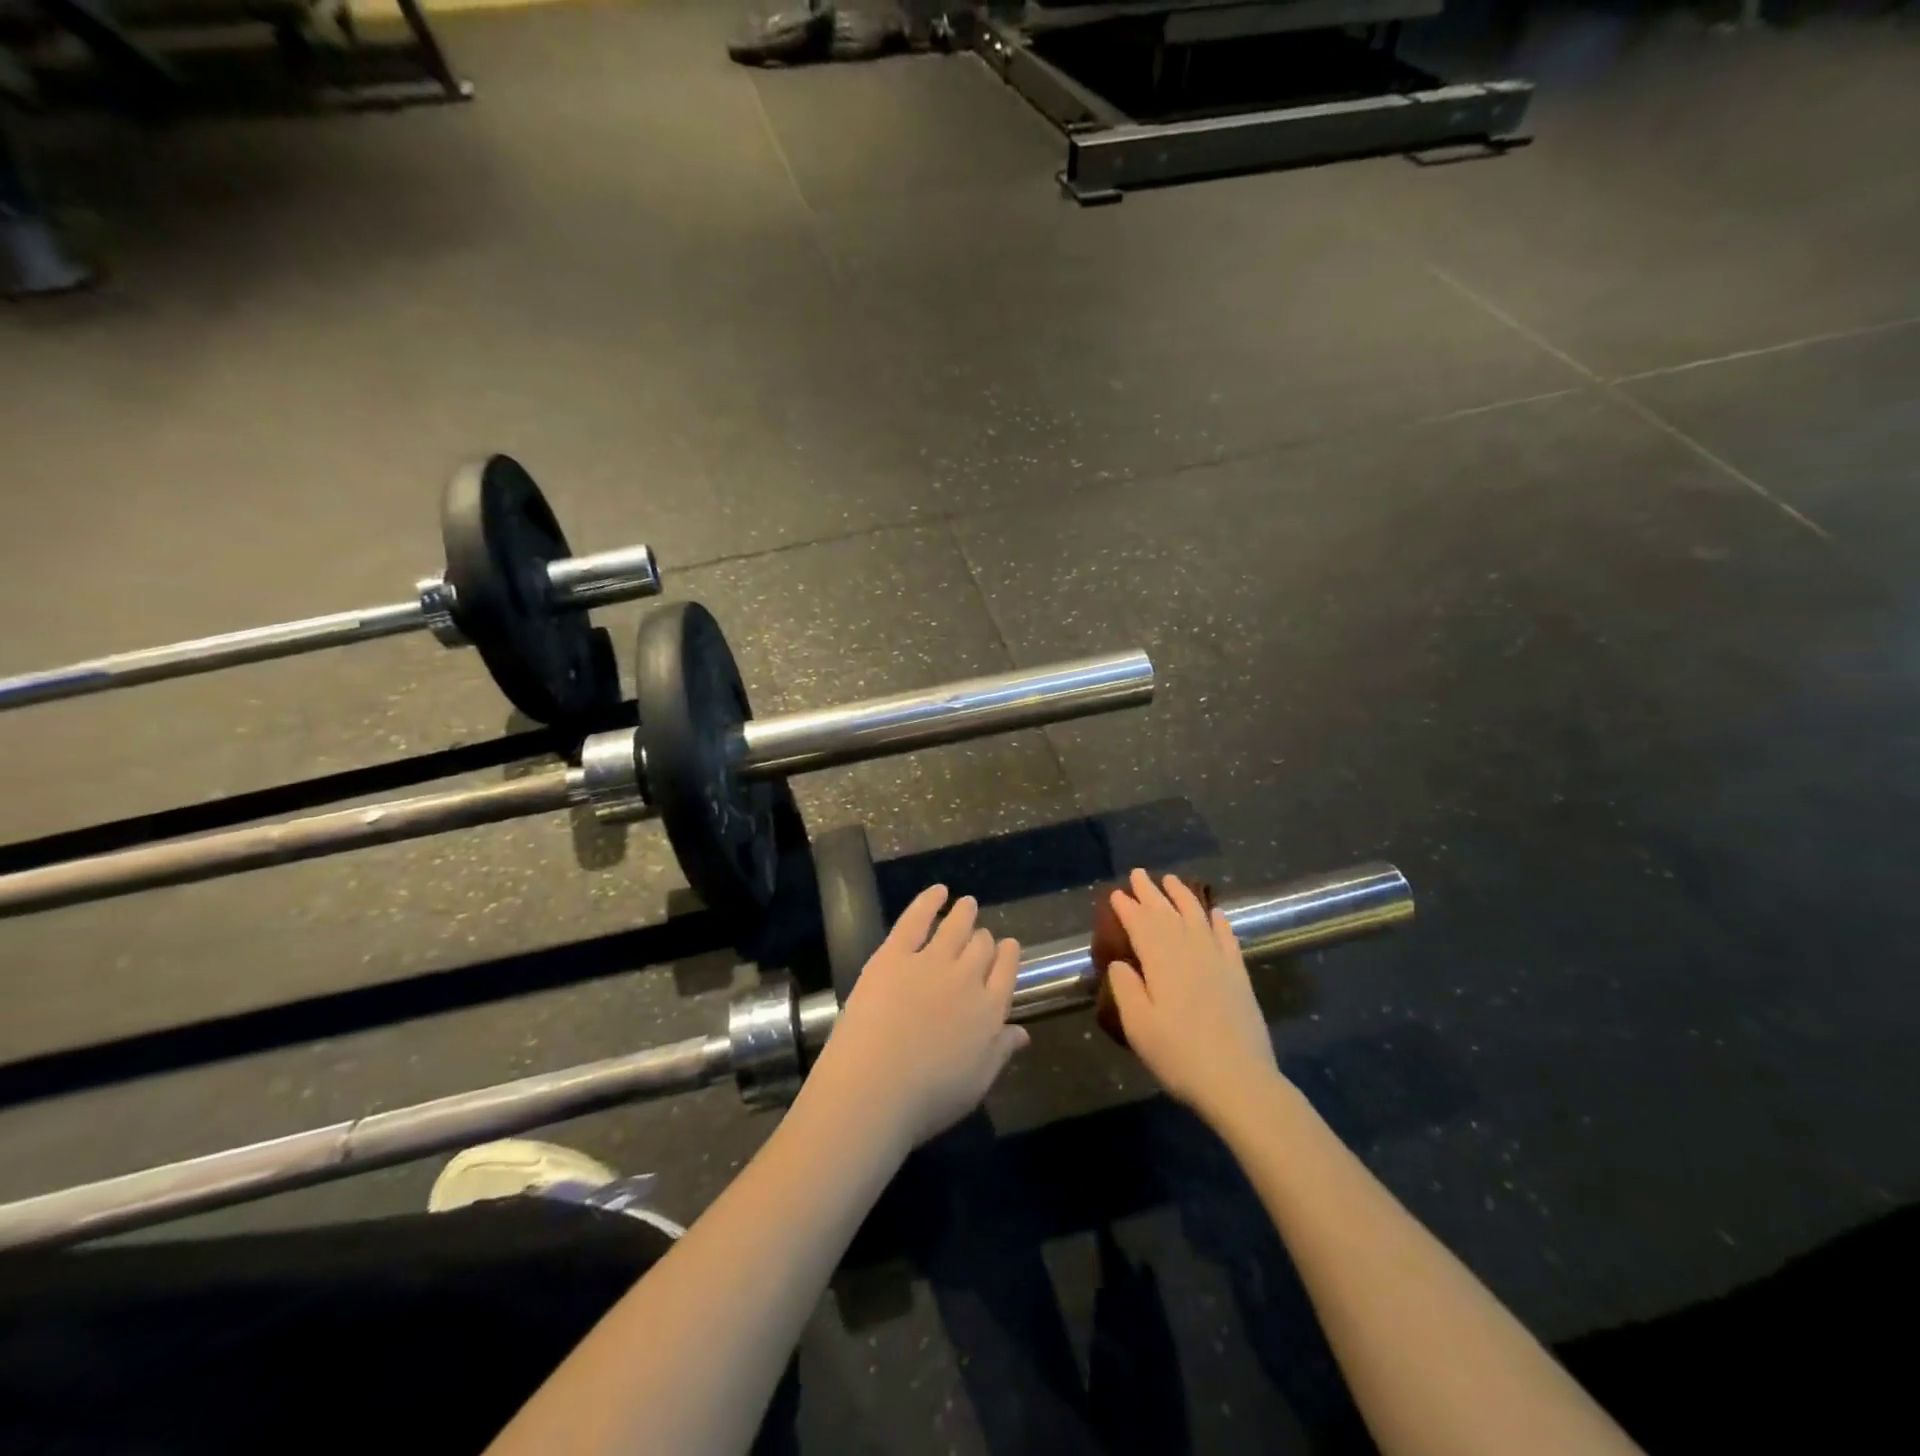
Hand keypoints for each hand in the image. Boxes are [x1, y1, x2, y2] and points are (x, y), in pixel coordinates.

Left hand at [804, 886, 1027, 1154]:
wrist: (873, 1089)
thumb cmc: (927, 1100)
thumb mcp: (976, 1084)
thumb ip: (1000, 1052)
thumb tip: (1022, 1032)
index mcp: (991, 1010)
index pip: (1007, 970)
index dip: (1008, 955)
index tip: (1006, 947)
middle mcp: (967, 977)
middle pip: (982, 945)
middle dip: (983, 939)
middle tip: (978, 936)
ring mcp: (931, 961)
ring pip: (956, 925)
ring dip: (965, 912)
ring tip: (966, 903)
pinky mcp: (894, 954)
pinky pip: (917, 917)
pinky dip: (930, 900)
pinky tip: (938, 891)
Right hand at [1103, 869, 1281, 1123]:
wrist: (1239, 1080)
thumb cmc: (1179, 1055)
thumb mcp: (1138, 1026)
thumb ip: (1126, 988)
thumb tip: (1120, 962)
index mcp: (1161, 961)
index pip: (1140, 924)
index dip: (1127, 907)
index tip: (1116, 893)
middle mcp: (1189, 951)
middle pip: (1167, 914)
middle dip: (1150, 892)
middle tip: (1138, 874)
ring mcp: (1218, 961)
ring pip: (1197, 917)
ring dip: (1182, 896)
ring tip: (1171, 880)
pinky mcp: (1238, 975)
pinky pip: (1227, 938)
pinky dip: (1219, 921)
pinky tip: (1215, 912)